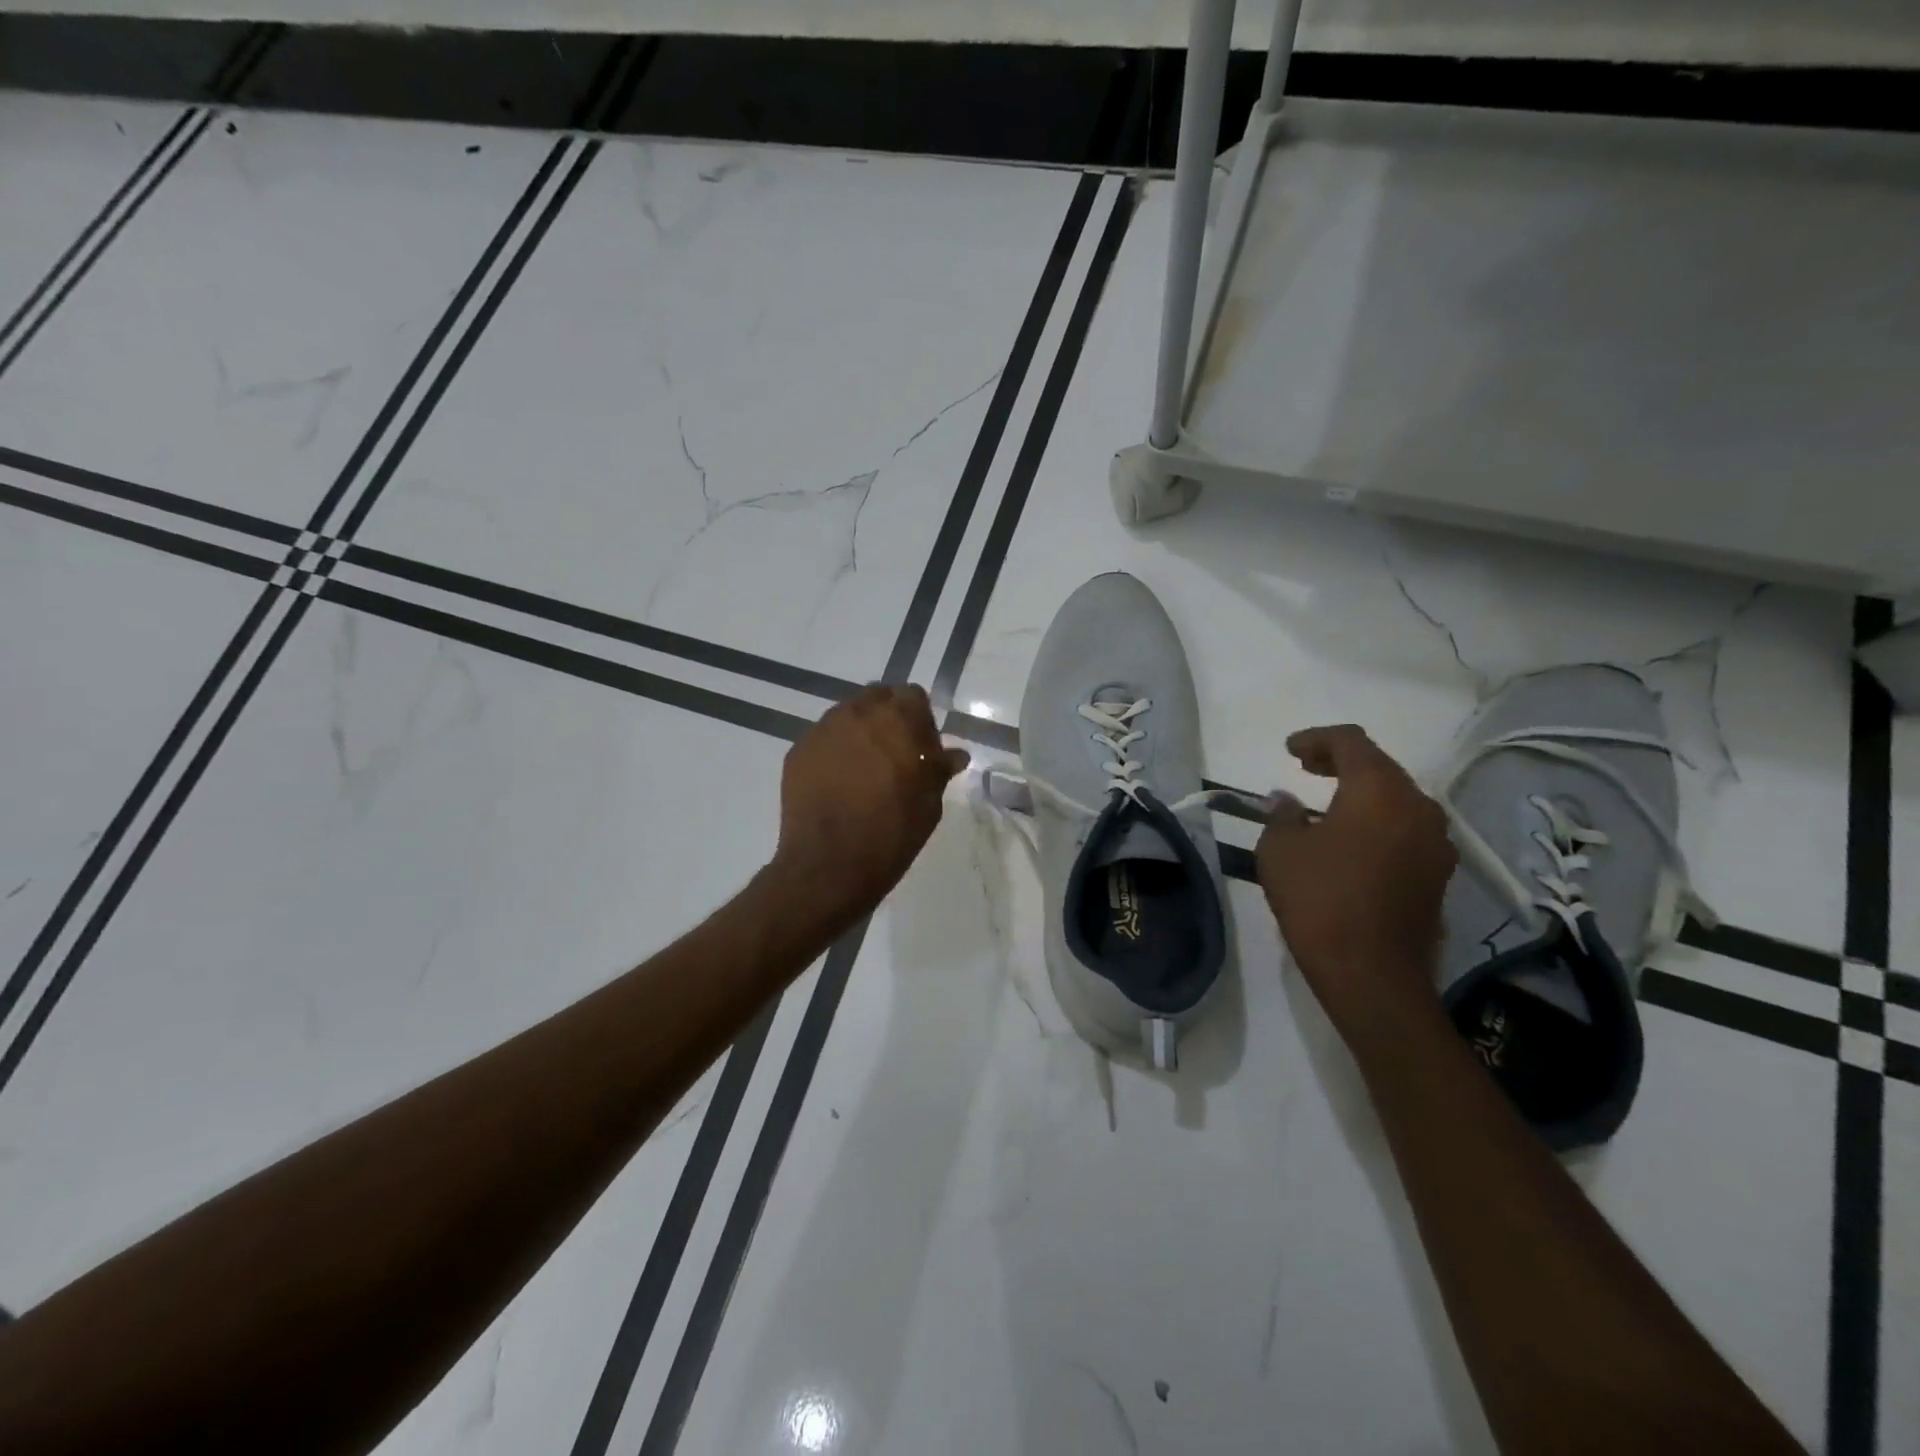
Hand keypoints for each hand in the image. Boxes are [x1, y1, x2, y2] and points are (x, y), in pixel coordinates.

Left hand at [770, 684, 968, 921]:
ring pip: (848, 716)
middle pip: (877, 698)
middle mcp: (856, 713)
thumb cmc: (891, 834)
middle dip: (888, 719)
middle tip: (895, 755)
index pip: (912, 696)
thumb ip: (940, 769)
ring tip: (865, 771)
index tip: (923, 749)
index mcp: (895, 719)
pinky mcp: (798, 751)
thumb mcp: (929, 803)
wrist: (829, 866)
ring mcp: (822, 730)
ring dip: (861, 732)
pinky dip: (836, 752)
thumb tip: (955, 755)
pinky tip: (840, 783)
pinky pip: (825, 739)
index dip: (921, 720)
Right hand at [1256, 725, 1456, 1038]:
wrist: (1372, 974)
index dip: (1317, 739)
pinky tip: (1350, 841)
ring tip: (1325, 805)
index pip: (1351, 742)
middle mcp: (1418, 807)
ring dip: (1361, 794)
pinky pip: (1405, 830)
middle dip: (1340, 763)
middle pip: (1380, 767)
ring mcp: (1435, 843)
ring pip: (1396, 799)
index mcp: (1379, 791)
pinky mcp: (1438, 875)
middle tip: (1305, 768)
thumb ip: (1283, 815)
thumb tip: (1286, 801)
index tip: (1289, 750)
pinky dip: (1377, 822)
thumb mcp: (1281, 850)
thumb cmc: (1320, 900)